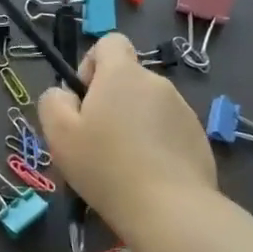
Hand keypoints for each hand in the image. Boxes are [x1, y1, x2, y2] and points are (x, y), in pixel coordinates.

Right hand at [39, 32, 216, 224]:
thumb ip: (53, 101)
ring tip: (122, 164)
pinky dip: (156, 144)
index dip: (92, 64)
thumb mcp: (59, 134)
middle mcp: (156, 83)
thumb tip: (65, 94)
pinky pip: (168, 130)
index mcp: (123, 74)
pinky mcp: (198, 138)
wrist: (169, 209)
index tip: (84, 98)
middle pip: (127, 79)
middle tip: (95, 141)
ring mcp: (183, 110)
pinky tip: (147, 176)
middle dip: (111, 102)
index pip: (110, 42)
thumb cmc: (105, 166)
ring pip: (147, 106)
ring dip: (133, 124)